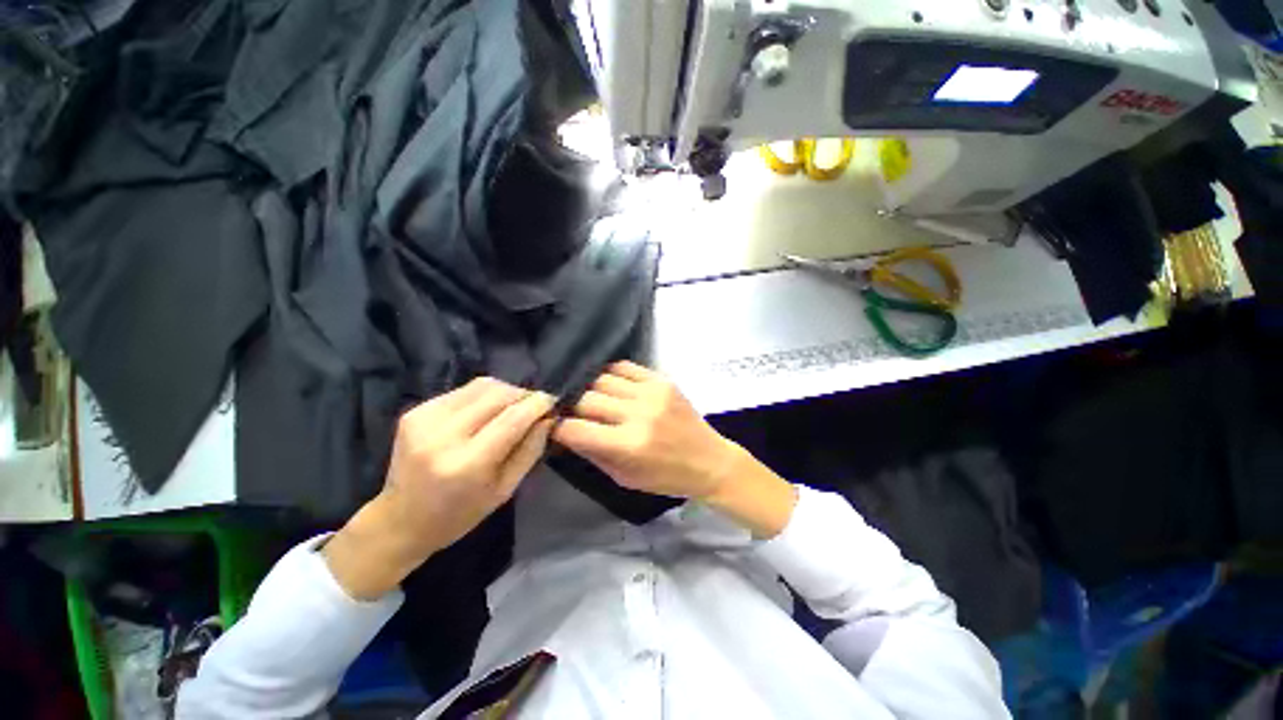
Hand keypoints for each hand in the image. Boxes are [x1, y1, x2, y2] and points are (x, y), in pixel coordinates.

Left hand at [324, 379, 554, 599]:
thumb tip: (549, 416)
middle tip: (535, 404)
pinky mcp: (415, 411)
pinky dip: (483, 395)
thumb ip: (531, 449)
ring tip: (512, 406)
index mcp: (467, 464)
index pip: (513, 418)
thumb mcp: (505, 490)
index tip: (553, 399)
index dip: (538, 403)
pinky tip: (486, 411)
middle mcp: (443, 436)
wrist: (400, 520)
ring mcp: (424, 419)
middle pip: (497, 394)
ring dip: (505, 391)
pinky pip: (463, 390)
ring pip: (481, 385)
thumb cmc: (459, 514)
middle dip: (523, 394)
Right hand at [553, 362, 796, 536]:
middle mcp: (638, 413)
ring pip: (601, 379)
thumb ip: (592, 453)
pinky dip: (610, 375)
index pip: (575, 428)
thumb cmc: (666, 477)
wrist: (709, 460)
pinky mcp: (662, 379)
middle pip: (586, 398)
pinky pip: (624, 366)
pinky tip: (610, 386)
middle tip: (573, 414)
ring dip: (590, 390)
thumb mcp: (624, 478)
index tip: (554, 428)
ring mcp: (652, 392)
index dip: (558, 429)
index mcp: (629, 445)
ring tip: (592, 399)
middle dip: (573, 408)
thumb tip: (565, 432)